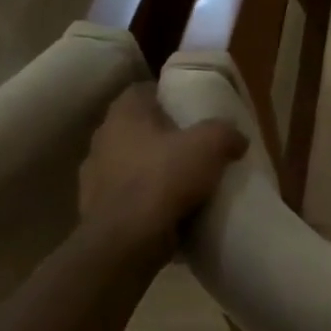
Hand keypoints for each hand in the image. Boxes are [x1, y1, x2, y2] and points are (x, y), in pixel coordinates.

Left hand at [78, 84, 246, 253]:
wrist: (127, 240)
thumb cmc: (164, 178)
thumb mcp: (211, 145)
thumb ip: (226, 132)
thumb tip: (237, 138)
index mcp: (124, 114)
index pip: (143, 91)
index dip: (168, 97)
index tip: (192, 110)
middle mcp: (102, 139)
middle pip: (138, 129)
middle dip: (163, 136)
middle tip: (195, 146)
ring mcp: (94, 176)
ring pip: (131, 164)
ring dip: (153, 170)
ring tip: (185, 182)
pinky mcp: (95, 209)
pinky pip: (128, 197)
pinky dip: (146, 201)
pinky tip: (170, 211)